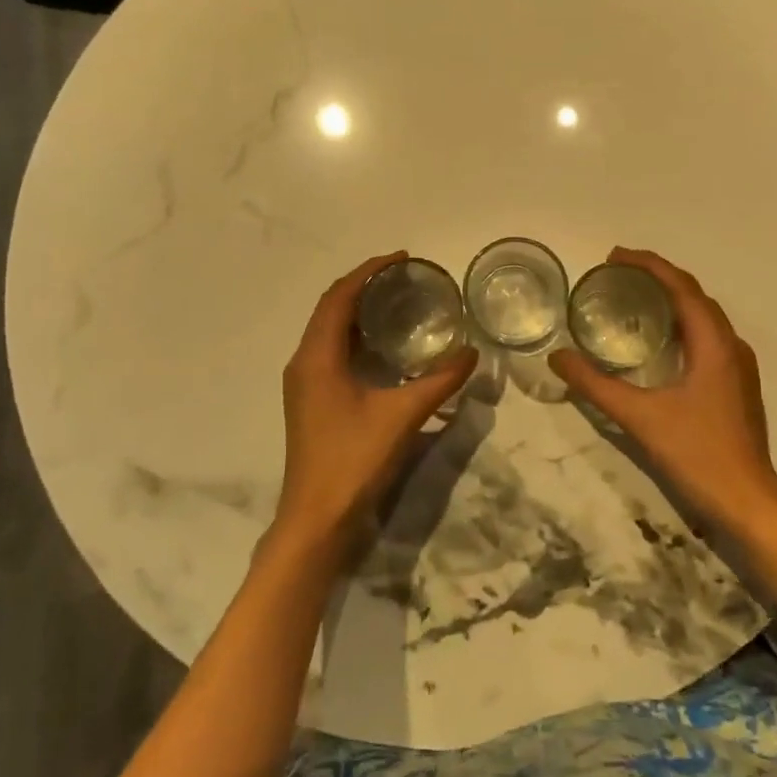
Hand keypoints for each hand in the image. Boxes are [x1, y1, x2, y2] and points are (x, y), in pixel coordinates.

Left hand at [275, 253, 477, 556]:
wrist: (316, 518)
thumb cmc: (352, 461)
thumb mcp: (401, 416)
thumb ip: (438, 381)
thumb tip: (471, 352)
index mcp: (317, 357)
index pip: (339, 297)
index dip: (368, 271)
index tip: (402, 259)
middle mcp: (304, 362)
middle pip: (331, 308)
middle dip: (364, 286)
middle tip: (404, 278)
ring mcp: (304, 382)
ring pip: (329, 330)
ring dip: (359, 310)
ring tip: (398, 302)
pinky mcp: (311, 399)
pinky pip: (331, 351)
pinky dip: (356, 336)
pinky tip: (385, 346)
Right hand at [551, 248, 776, 530]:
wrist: (748, 502)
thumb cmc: (697, 454)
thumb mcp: (640, 417)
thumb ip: (596, 385)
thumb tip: (558, 357)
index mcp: (713, 343)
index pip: (681, 287)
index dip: (649, 265)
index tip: (614, 257)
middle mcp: (730, 345)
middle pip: (694, 295)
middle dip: (657, 277)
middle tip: (617, 274)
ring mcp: (737, 366)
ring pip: (703, 316)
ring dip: (671, 299)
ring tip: (633, 298)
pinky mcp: (736, 385)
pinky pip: (707, 337)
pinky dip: (681, 324)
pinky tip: (658, 341)